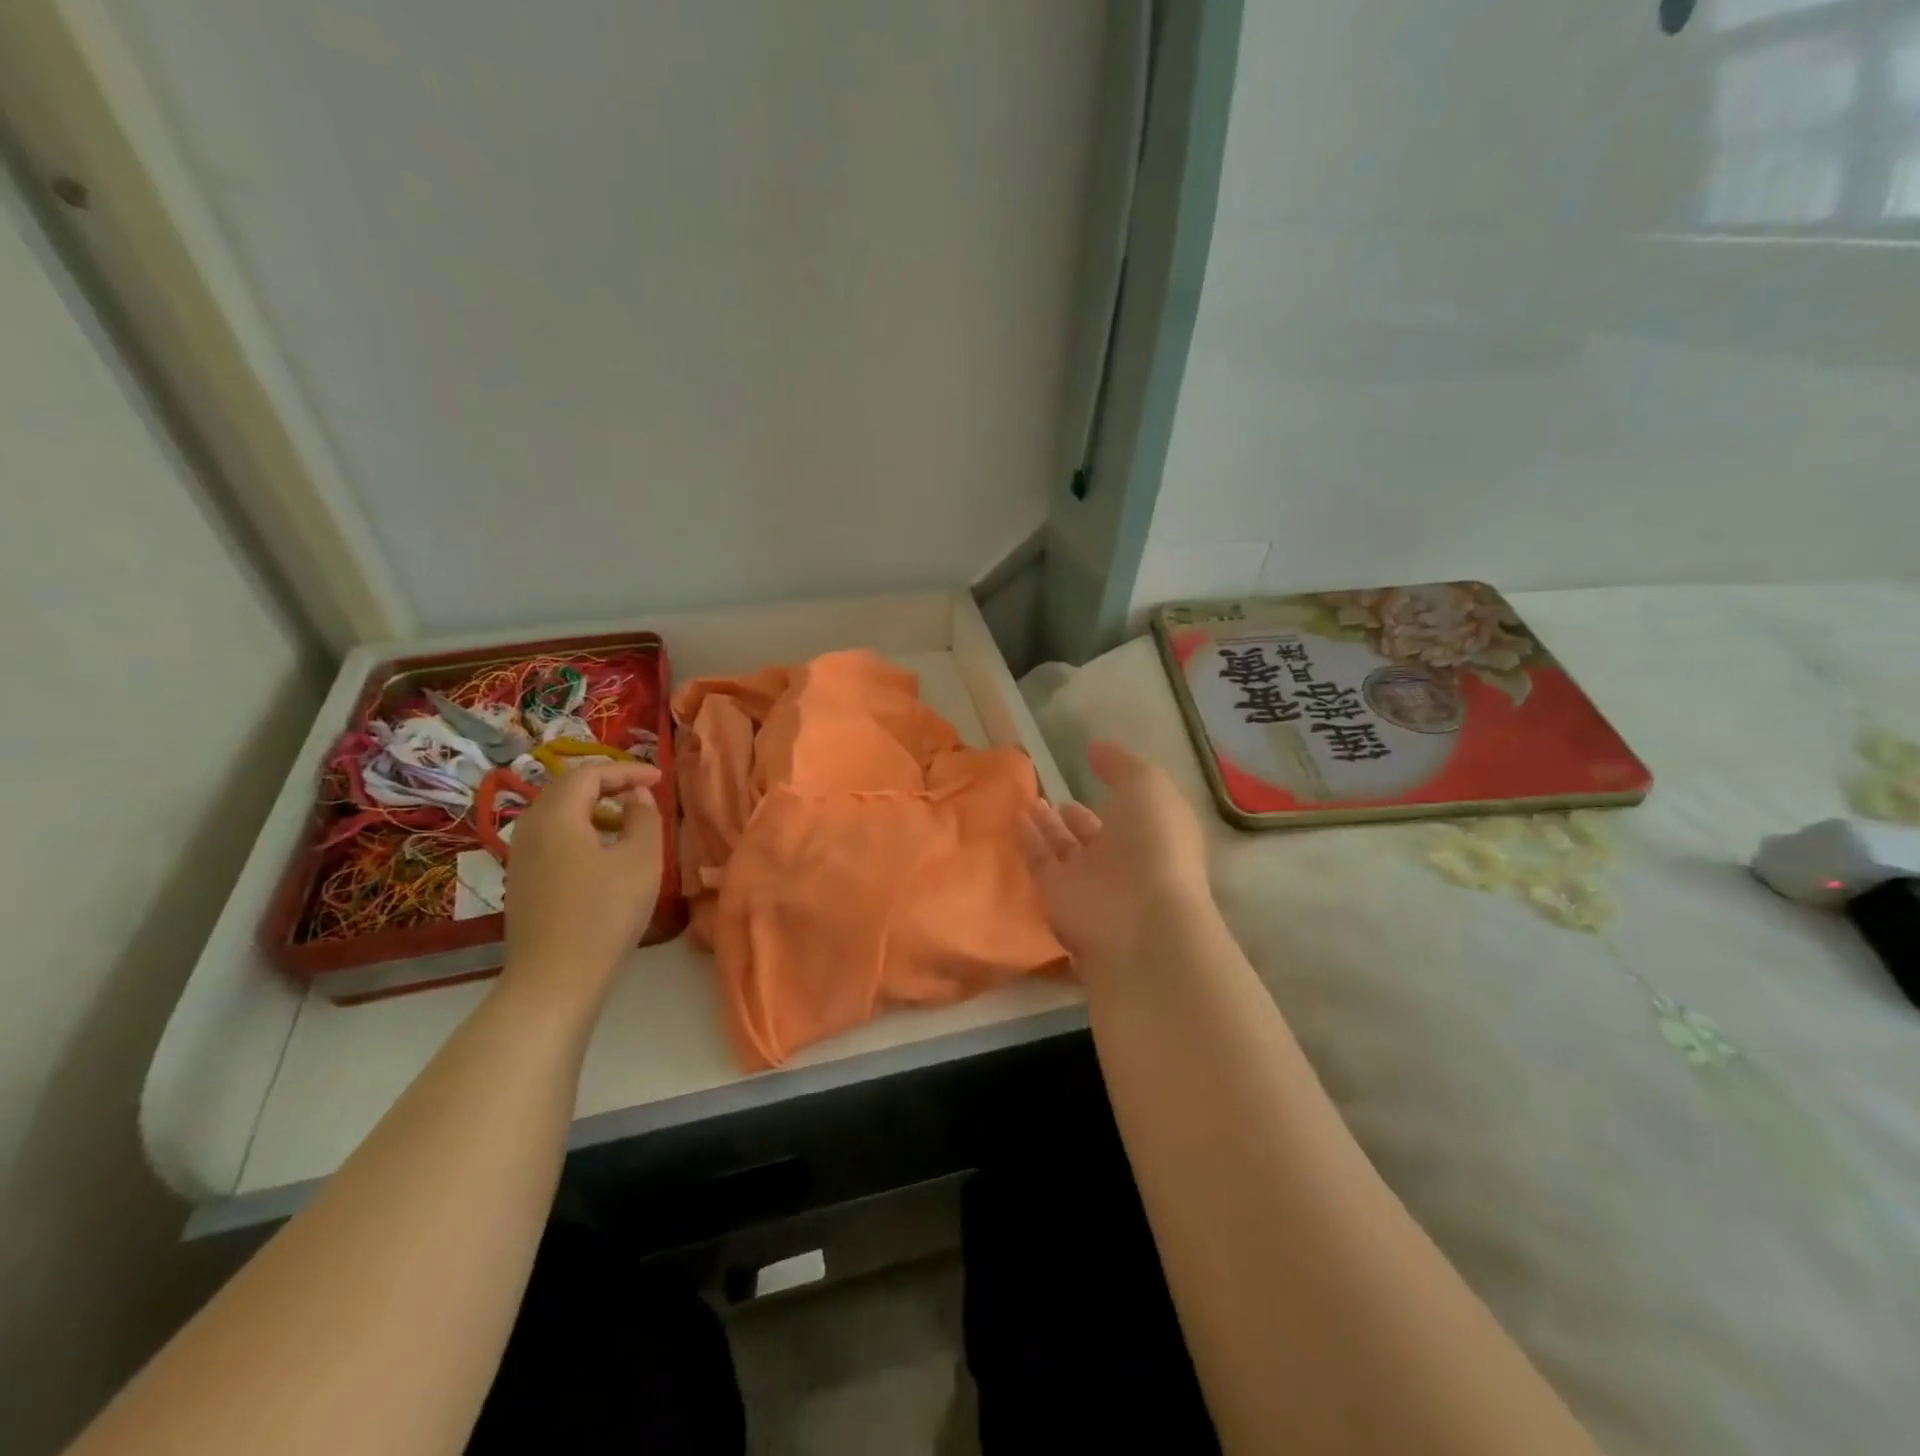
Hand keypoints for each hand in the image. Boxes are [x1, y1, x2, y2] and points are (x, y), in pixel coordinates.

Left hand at [501, 760, 663, 1009]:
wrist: (555, 979)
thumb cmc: (604, 913)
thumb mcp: (641, 859)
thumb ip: (643, 817)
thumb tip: (635, 797)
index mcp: (556, 816)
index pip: (589, 774)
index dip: (626, 770)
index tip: (659, 778)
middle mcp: (530, 828)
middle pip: (567, 789)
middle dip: (608, 783)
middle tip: (643, 791)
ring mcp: (520, 857)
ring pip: (557, 813)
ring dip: (594, 807)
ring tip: (627, 820)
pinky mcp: (522, 881)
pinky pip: (552, 837)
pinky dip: (580, 829)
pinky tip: (603, 853)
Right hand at [1018, 741, 1210, 978]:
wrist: (1138, 917)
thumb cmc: (1154, 843)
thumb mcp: (1147, 786)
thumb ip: (1121, 764)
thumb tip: (1096, 748)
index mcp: (1153, 833)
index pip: (1132, 810)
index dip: (1116, 789)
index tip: (1092, 767)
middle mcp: (1122, 858)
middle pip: (1095, 835)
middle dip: (1078, 817)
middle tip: (1056, 798)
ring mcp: (1089, 880)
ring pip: (1064, 849)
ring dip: (1048, 826)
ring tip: (1030, 802)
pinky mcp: (1056, 895)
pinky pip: (1040, 861)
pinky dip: (1028, 840)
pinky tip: (1016, 815)